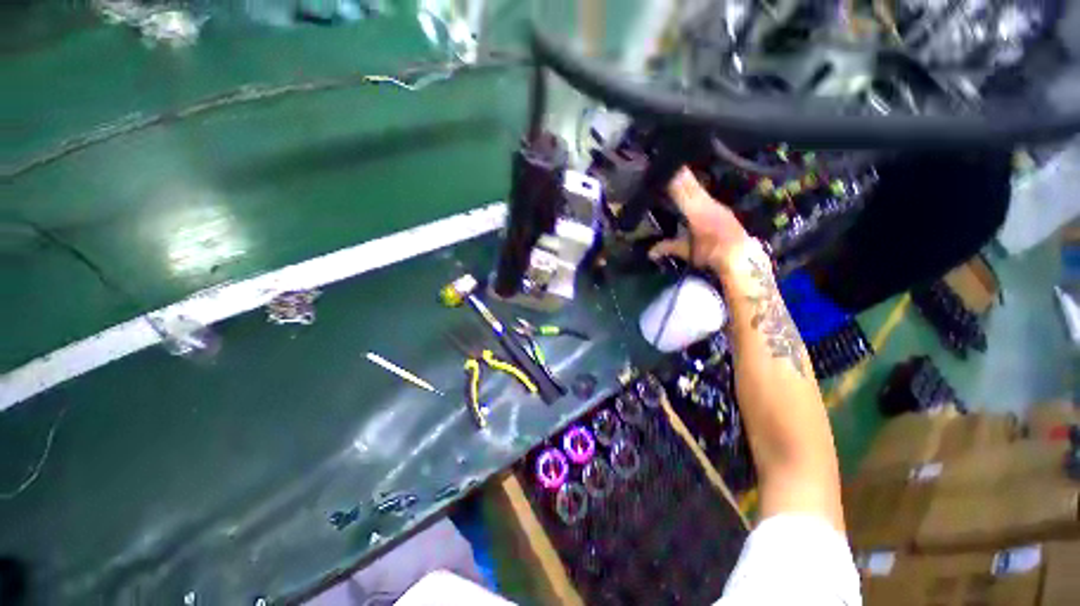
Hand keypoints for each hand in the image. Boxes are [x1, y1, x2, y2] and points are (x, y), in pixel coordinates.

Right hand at [649, 167, 753, 272]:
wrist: (741, 257)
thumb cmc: (711, 254)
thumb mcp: (687, 252)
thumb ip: (668, 247)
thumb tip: (649, 253)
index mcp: (695, 211)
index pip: (681, 190)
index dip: (672, 179)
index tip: (662, 169)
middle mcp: (705, 203)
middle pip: (689, 183)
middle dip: (678, 173)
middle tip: (666, 162)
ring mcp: (714, 204)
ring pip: (697, 186)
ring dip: (686, 177)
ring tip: (675, 169)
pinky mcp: (720, 208)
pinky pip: (703, 193)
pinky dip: (694, 186)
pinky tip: (689, 184)